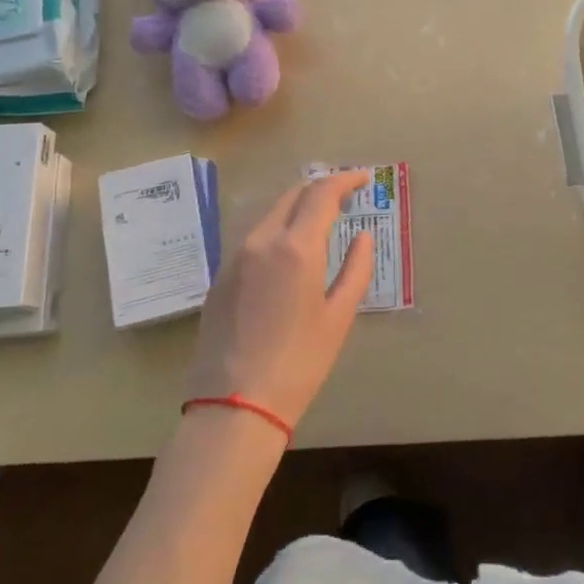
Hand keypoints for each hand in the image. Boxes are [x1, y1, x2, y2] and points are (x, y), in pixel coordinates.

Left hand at [185, 171, 375, 434]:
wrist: (234, 404)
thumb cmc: (299, 362)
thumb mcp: (338, 317)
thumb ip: (355, 269)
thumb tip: (363, 237)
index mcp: (295, 247)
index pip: (322, 193)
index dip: (345, 179)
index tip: (364, 179)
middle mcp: (261, 241)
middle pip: (292, 196)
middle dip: (319, 189)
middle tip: (344, 197)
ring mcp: (235, 258)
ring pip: (269, 216)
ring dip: (296, 210)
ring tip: (319, 224)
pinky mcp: (219, 278)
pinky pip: (253, 241)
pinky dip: (276, 233)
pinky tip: (288, 255)